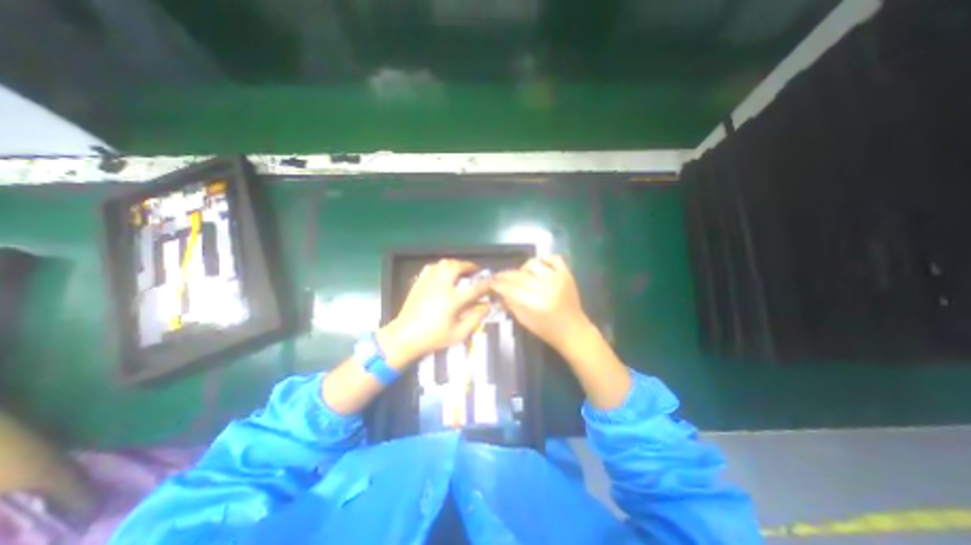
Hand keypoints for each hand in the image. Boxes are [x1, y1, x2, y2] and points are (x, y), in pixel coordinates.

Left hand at [375, 257, 488, 368]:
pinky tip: (444, 273)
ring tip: (462, 270)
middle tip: (475, 270)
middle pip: (457, 266)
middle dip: (469, 266)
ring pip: (444, 263)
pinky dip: (442, 267)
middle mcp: (441, 286)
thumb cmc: (433, 337)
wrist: (404, 336)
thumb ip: (475, 319)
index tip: (492, 284)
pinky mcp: (419, 282)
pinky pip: (432, 267)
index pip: (474, 288)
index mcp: (452, 300)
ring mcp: (428, 282)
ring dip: (456, 264)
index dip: (486, 285)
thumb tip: (487, 306)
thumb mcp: (459, 334)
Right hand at [489, 255, 595, 353]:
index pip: (510, 288)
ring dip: (522, 269)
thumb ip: (511, 303)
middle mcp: (545, 287)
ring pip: (532, 263)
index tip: (490, 282)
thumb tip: (499, 290)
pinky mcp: (566, 274)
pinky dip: (543, 259)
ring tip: (521, 276)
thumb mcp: (524, 320)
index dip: (497, 284)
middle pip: (518, 275)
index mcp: (534, 303)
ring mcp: (557, 278)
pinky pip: (552, 258)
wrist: (573, 330)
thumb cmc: (547, 330)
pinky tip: (538, 268)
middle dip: (505, 276)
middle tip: (499, 278)